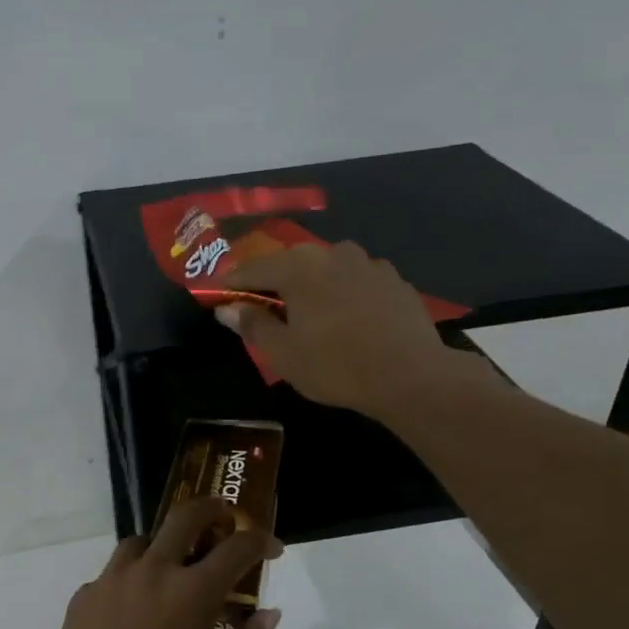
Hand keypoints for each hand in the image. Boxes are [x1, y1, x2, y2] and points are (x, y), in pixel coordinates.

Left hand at [47, 497, 281, 628]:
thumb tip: (266, 615)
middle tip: (222, 517)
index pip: (237, 549)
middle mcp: (154, 571)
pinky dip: (129, 581)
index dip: (261, 541)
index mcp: (193, 593)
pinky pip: (113, 574)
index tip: (272, 548)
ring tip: (168, 569)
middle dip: (211, 509)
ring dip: (162, 546)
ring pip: (142, 541)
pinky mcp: (86, 593)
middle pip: (184, 517)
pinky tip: (129, 609)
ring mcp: (114, 578)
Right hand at [216, 241, 479, 419]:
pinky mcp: (394, 280)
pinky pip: (356, 281)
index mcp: (298, 267)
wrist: (411, 376)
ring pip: (327, 270)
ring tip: (308, 313)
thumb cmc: (336, 365)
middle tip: (261, 305)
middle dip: (273, 282)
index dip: (231, 283)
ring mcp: (368, 263)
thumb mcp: (282, 353)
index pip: (253, 268)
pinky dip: (343, 293)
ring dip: (312, 286)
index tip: (217, 295)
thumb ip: (252, 325)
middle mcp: (332, 253)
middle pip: (291, 264)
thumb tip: (228, 308)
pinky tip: (347, 318)